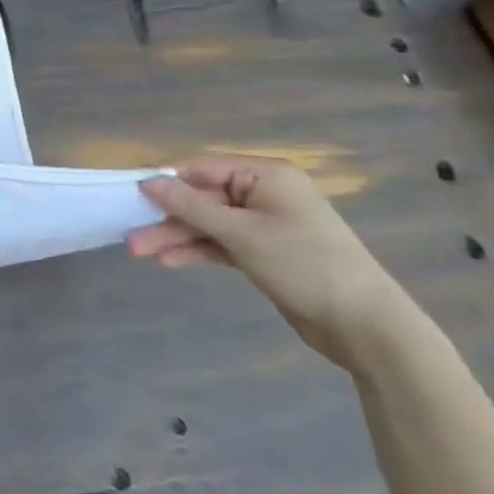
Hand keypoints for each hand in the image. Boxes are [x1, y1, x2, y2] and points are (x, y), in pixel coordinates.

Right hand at [127, 154, 415, 369]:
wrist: (365, 326)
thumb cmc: (305, 265)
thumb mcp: (241, 234)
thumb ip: (190, 206)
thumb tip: (146, 180)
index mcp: (266, 175)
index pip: (202, 167)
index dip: (164, 179)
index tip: (128, 192)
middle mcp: (264, 193)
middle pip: (202, 197)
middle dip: (167, 216)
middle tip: (131, 233)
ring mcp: (264, 223)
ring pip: (207, 222)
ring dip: (175, 235)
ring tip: (140, 251)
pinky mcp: (264, 251)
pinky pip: (220, 242)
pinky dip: (196, 249)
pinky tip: (169, 260)